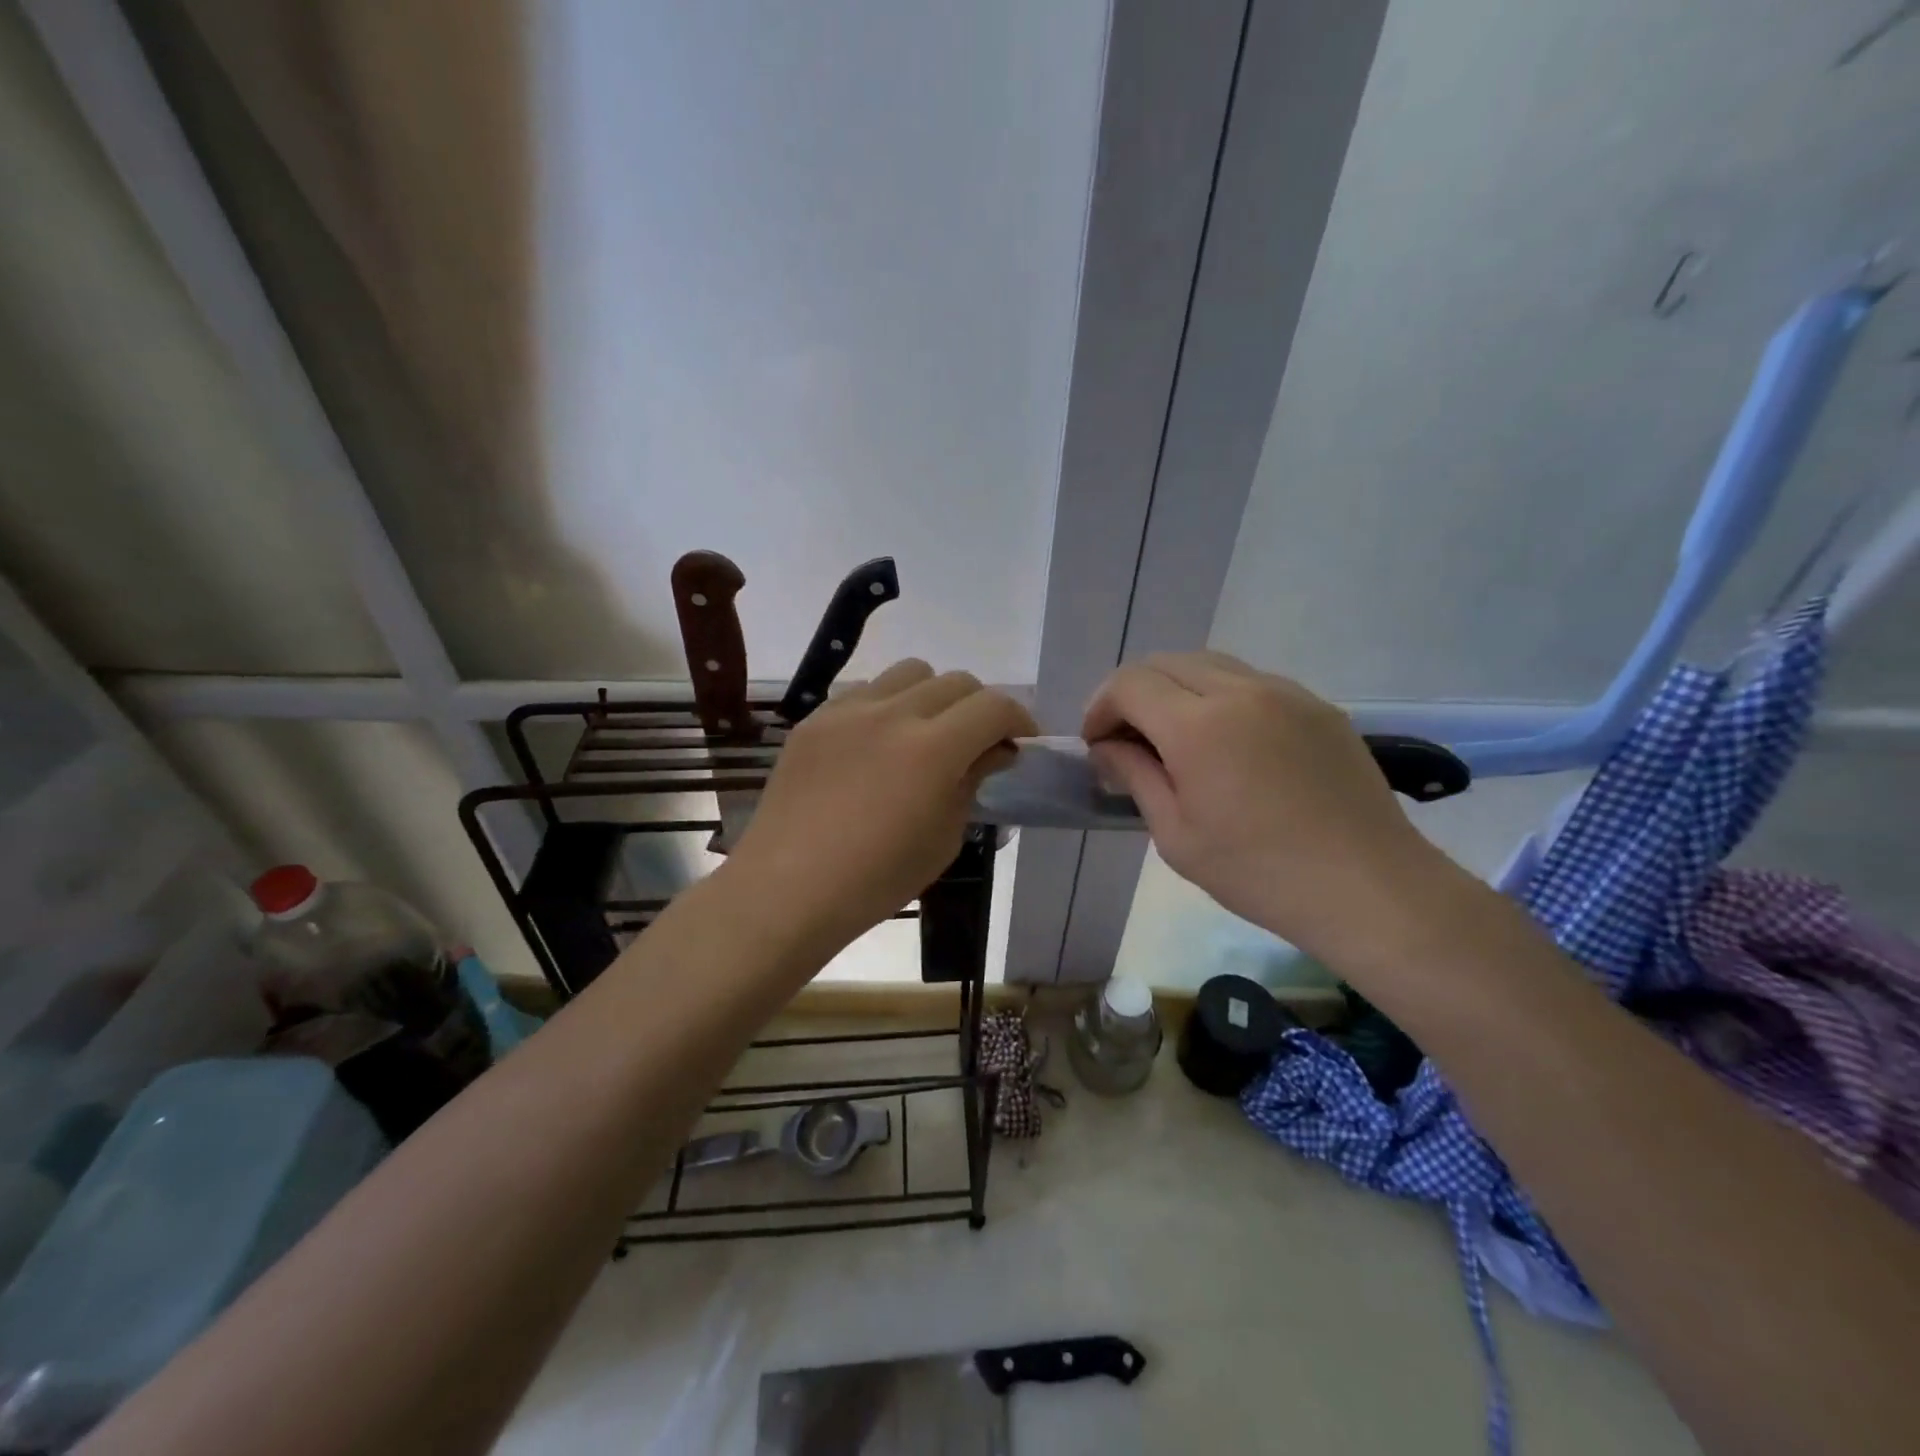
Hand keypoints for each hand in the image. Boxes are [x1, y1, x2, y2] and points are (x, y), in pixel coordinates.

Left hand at [730, 660, 1036, 953]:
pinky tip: (877, 744)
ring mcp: (847, 711)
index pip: (993, 706)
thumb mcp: (944, 838)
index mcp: (932, 749)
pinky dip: (887, 706)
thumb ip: (971, 782)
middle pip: (955, 681)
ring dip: (933, 696)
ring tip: (925, 734)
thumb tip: (990, 753)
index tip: (1020, 744)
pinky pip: (864, 692)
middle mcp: (893, 714)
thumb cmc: (876, 879)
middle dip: (980, 707)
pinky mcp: (814, 719)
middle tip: (978, 743)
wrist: (788, 888)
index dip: (1019, 720)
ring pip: (909, 673)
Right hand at [1084, 651, 1445, 958]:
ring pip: (1209, 664)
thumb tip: (1108, 747)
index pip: (1129, 684)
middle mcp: (1240, 691)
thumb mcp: (1176, 836)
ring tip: (1174, 737)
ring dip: (1175, 689)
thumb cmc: (1259, 872)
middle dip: (1133, 693)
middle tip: (1128, 739)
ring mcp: (1285, 692)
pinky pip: (1250, 681)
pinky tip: (1227, 742)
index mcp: (1198, 725)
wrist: (1368, 887)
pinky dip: (1219, 696)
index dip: (1100, 707)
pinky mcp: (1316, 705)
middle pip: (1165, 662)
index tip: (1097, 744)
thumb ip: (1135, 776)